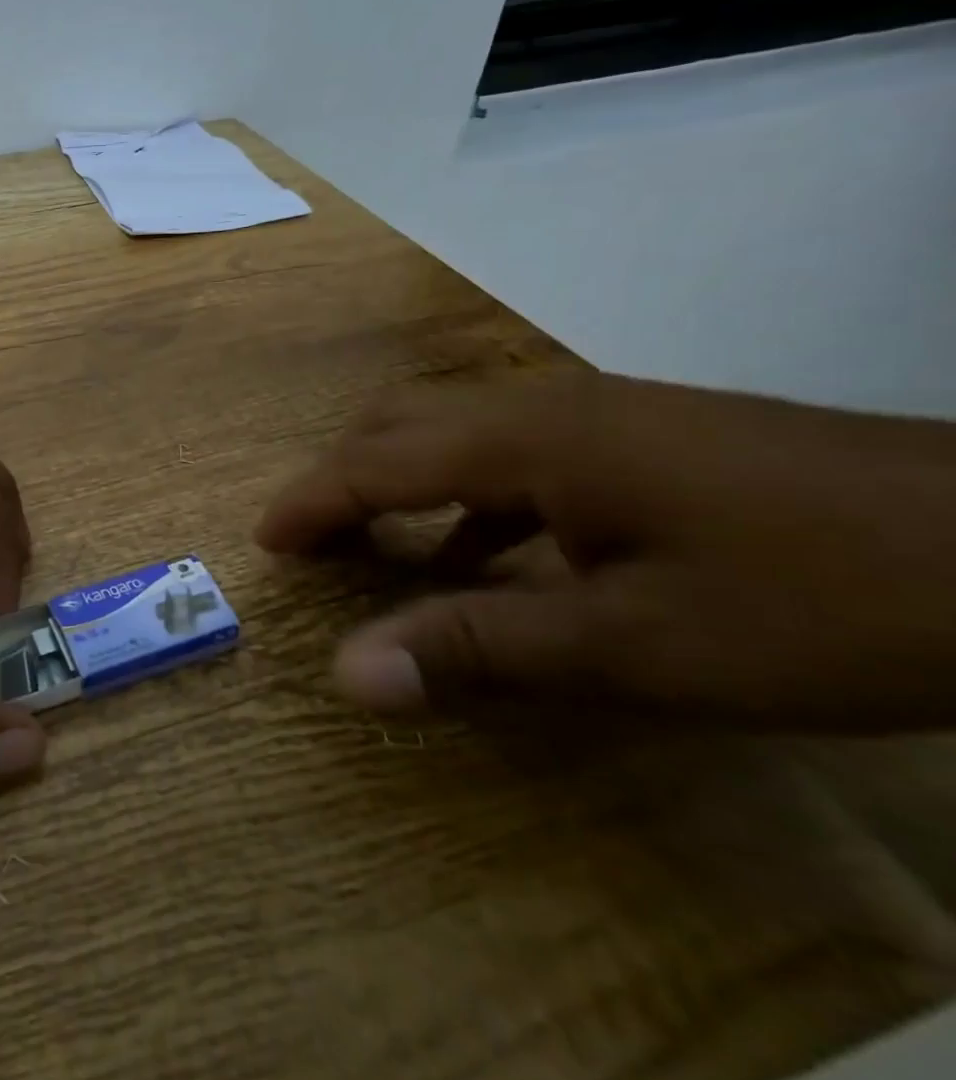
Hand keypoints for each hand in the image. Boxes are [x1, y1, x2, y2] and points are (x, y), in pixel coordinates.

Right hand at [258, 374, 955, 729]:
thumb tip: (347, 673)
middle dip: (342, 478)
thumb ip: (479, 648)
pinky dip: (468, 494)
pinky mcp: (640, 433)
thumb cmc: (816, 600)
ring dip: (401, 479)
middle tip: (312, 541)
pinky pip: (513, 449)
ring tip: (380, 544)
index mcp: (528, 439)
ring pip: (455, 428)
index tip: (264, 542)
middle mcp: (545, 405)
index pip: (377, 462)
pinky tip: (493, 549)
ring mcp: (598, 413)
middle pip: (402, 423)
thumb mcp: (636, 645)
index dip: (311, 502)